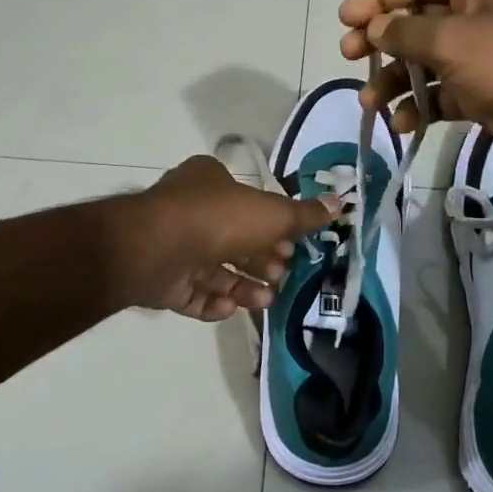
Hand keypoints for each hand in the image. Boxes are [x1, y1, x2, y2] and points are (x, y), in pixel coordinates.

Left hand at [118, 155, 335, 320]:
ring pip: (215, 271)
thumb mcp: (271, 213)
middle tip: (282, 275)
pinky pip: (193, 294)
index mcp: (209, 182)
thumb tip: (339, 203)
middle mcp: (190, 211)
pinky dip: (214, 303)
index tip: (294, 247)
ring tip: (266, 299)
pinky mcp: (161, 280)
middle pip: (235, 240)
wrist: (153, 249)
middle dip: (262, 260)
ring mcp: (173, 247)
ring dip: (244, 286)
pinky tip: (231, 309)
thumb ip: (303, 214)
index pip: (248, 203)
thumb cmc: (217, 219)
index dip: (273, 226)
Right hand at [339, 0, 492, 171]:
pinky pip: (439, 92)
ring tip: (370, 103)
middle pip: (414, 18)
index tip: (345, 21)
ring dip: (393, 80)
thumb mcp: (451, 40)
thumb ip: (403, 32)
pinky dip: (419, 105)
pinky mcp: (482, 89)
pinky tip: (402, 122)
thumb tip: (373, 28)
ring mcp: (480, 51)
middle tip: (348, 57)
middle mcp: (477, 7)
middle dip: (379, 41)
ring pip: (422, 59)